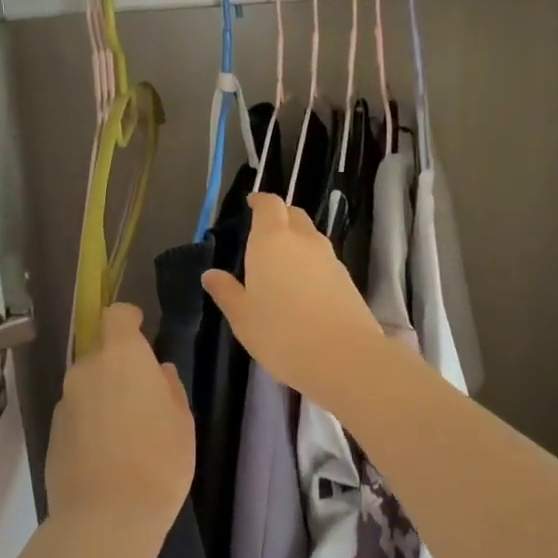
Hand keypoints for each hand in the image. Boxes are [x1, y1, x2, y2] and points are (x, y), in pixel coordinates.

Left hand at [45, 302, 193, 545]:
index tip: (142, 331)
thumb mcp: (181, 421)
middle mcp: (86, 369)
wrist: (105, 519)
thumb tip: (158, 373)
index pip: (116, 315)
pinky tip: (106, 452)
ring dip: (104, 395)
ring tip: (125, 430)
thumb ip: (169, 388)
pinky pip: (76, 413)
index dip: (129, 319)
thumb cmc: (158, 461)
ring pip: (87, 385)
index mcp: (121, 356)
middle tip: (142, 396)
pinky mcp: (52, 432)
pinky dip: (90, 421)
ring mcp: (65, 401)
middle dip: (119, 366)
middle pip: (101, 353)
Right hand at [201, 194, 389, 402]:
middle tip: (263, 234)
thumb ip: (226, 291)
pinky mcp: (346, 278)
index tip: (251, 204)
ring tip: (281, 264)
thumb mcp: (243, 317)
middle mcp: (303, 240)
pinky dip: (311, 263)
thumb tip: (211, 274)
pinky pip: (323, 259)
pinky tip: (302, 287)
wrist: (343, 356)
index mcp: (272, 240)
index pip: (269, 204)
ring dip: (296, 240)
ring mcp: (329, 258)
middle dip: (279, 217)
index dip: (260, 201)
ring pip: (310, 237)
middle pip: (293, 214)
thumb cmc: (281, 333)